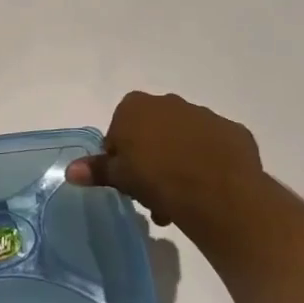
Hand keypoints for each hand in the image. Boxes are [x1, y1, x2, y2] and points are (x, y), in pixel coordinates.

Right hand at [65, 91, 263, 236]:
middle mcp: (169, 102)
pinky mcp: (234, 132)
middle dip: (151, 158)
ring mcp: (205, 115)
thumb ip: (96, 170)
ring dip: (179, 161)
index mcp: (135, 106)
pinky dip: (209, 162)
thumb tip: (69, 171)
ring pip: (183, 139)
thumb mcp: (119, 177)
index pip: (118, 129)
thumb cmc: (157, 179)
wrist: (219, 192)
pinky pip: (214, 147)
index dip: (120, 155)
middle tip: (151, 191)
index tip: (126, 178)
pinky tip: (208, 189)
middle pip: (152, 131)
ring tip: (180, 200)